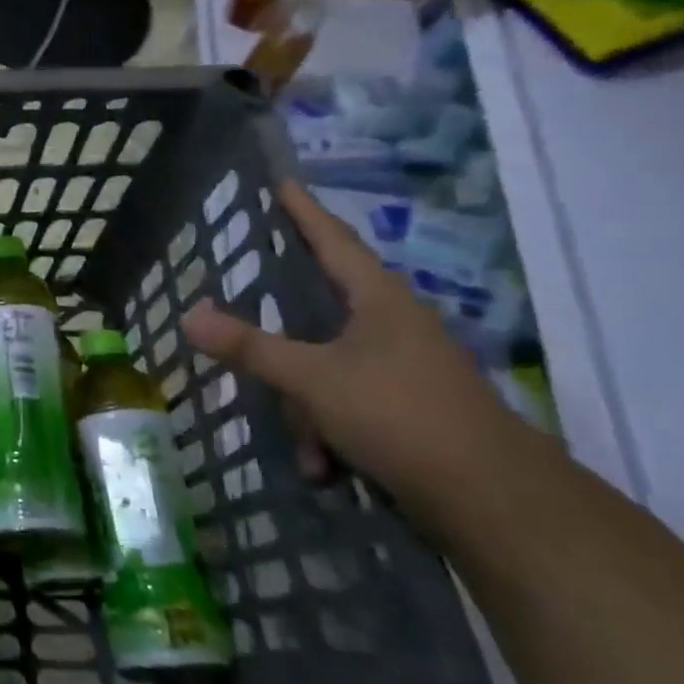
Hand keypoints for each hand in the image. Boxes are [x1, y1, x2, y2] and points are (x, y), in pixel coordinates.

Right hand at [180, 181, 549, 521]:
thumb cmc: (400, 415)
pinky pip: (348, 406)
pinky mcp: (410, 409)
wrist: (495, 502)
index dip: (304, 211)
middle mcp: (394, 326)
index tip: (282, 181)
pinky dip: (331, 434)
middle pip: (320, 313)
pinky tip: (326, 467)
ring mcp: (405, 369)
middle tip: (246, 326)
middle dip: (283, 345)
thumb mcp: (312, 379)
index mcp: (379, 301)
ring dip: (307, 409)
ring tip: (307, 449)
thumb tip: (189, 314)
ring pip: (328, 369)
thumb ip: (249, 346)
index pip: (333, 240)